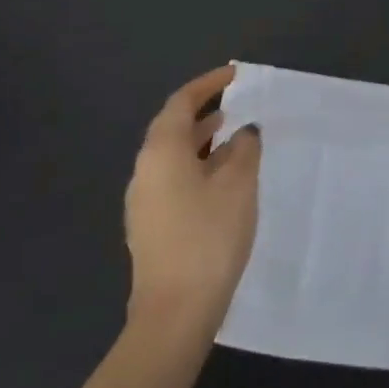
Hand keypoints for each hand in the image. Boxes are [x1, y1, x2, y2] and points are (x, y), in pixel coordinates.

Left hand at [124, 65, 261, 335]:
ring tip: (234, 136)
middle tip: (237, 103)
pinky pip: (174, 179)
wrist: (174, 312)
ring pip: (173, 156)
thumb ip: (244, 148)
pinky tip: (222, 180)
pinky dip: (198, 166)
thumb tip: (244, 131)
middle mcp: (145, 170)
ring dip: (202, 140)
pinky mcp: (151, 225)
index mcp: (161, 151)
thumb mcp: (238, 184)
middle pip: (172, 127)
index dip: (208, 84)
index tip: (235, 75)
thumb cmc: (208, 237)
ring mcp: (143, 201)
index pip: (181, 102)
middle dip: (204, 111)